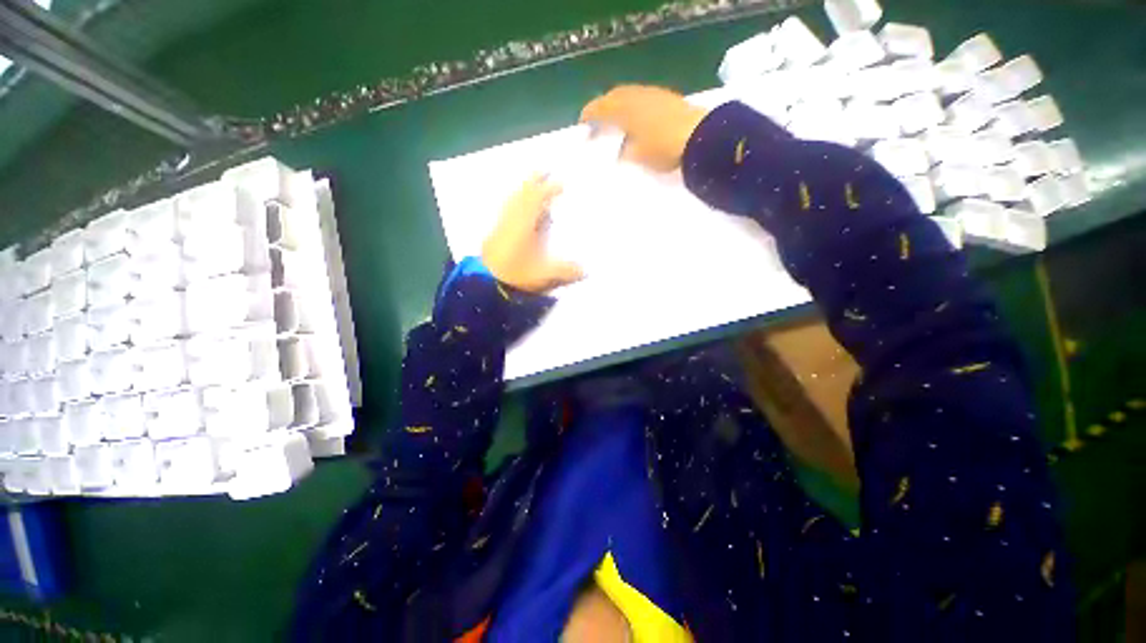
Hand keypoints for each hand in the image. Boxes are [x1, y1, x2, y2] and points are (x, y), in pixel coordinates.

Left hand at [481, 175, 583, 293]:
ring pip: (512, 201)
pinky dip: (514, 202)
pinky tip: (516, 207)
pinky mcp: (495, 233)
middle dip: (533, 182)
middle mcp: (511, 220)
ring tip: (532, 185)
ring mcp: (501, 225)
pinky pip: (507, 210)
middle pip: (522, 194)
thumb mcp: (542, 275)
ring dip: (523, 190)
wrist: (484, 283)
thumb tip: (585, 270)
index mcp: (523, 225)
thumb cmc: (513, 276)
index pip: (536, 200)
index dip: (548, 190)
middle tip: (544, 171)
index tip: (561, 184)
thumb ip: (564, 271)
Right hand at [580, 85, 707, 171]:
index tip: (582, 125)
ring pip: (630, 95)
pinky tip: (637, 119)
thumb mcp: (637, 156)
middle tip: (598, 122)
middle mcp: (637, 96)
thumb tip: (620, 151)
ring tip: (616, 121)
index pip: (600, 107)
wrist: (700, 137)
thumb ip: (624, 152)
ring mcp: (654, 94)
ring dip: (619, 105)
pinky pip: (643, 98)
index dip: (589, 115)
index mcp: (624, 109)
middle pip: (614, 96)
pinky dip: (634, 106)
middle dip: (603, 107)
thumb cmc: (663, 149)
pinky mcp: (668, 98)